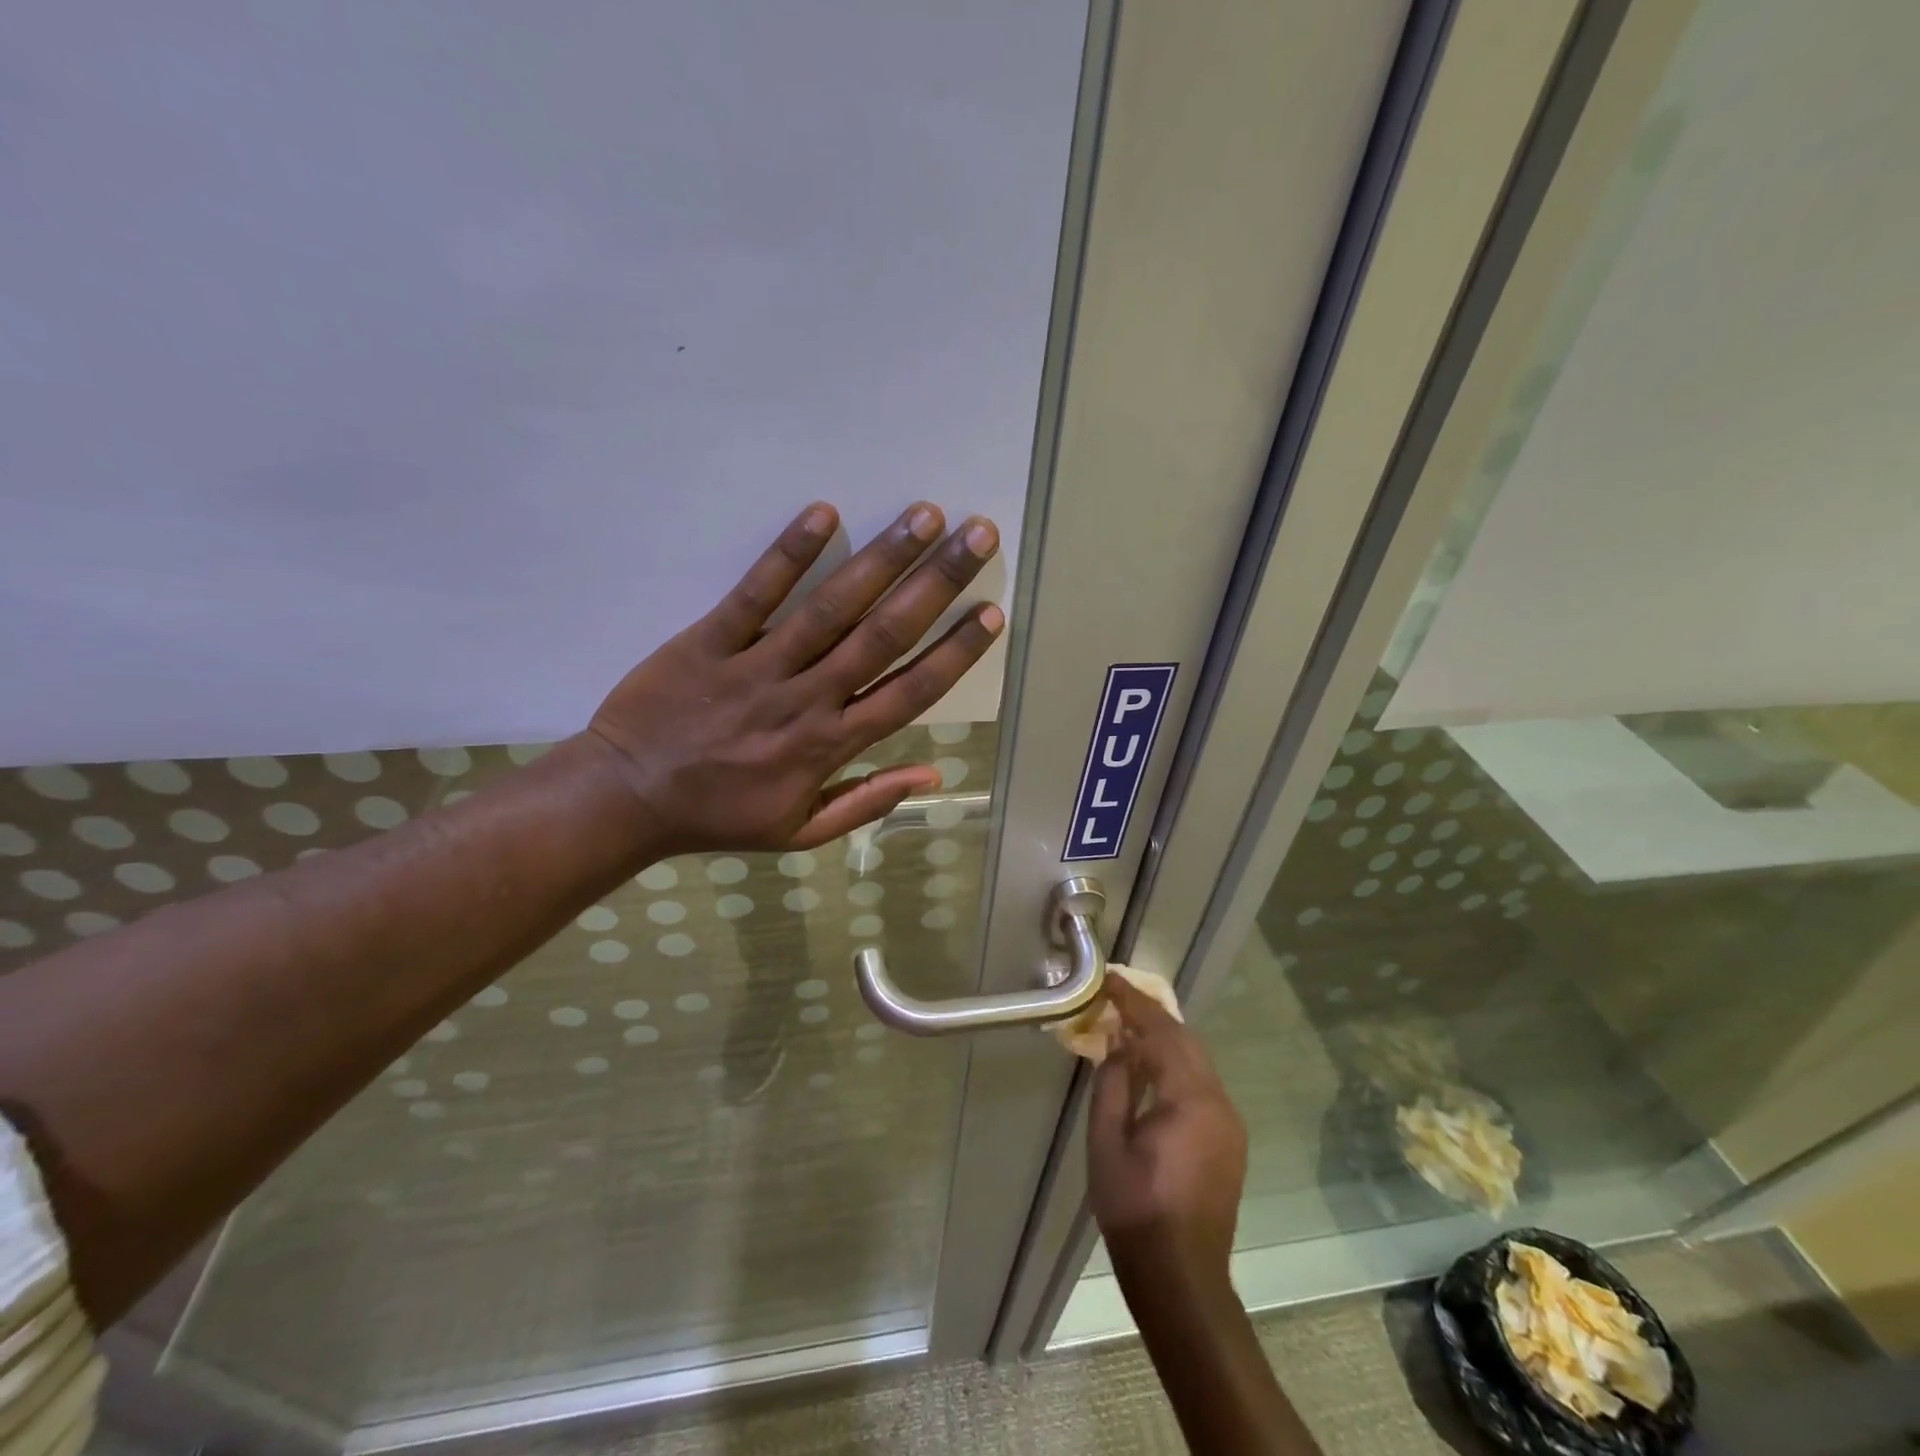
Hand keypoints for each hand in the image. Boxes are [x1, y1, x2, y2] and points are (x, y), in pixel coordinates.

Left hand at [585, 501, 1001, 855]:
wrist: (626, 799)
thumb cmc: (719, 816)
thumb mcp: (801, 832)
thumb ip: (867, 803)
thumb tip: (932, 776)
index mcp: (829, 746)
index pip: (909, 693)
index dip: (955, 652)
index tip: (992, 613)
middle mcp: (806, 699)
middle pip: (883, 636)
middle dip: (937, 584)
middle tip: (978, 536)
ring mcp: (757, 666)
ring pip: (831, 608)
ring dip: (882, 559)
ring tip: (925, 515)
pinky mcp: (708, 640)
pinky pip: (754, 594)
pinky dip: (788, 554)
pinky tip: (825, 513)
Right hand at [1087, 975, 1247, 1283]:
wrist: (1181, 1277)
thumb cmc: (1135, 1209)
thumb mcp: (1107, 1142)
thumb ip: (1113, 1083)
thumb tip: (1118, 1043)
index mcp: (1191, 1099)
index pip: (1162, 1032)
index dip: (1133, 1001)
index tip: (1109, 979)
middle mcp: (1220, 1102)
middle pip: (1186, 1040)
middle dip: (1151, 1015)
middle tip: (1116, 998)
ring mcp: (1230, 1123)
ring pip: (1197, 1062)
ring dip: (1164, 1039)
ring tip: (1127, 1027)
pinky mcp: (1230, 1141)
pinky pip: (1201, 1085)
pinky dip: (1175, 1065)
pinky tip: (1150, 1070)